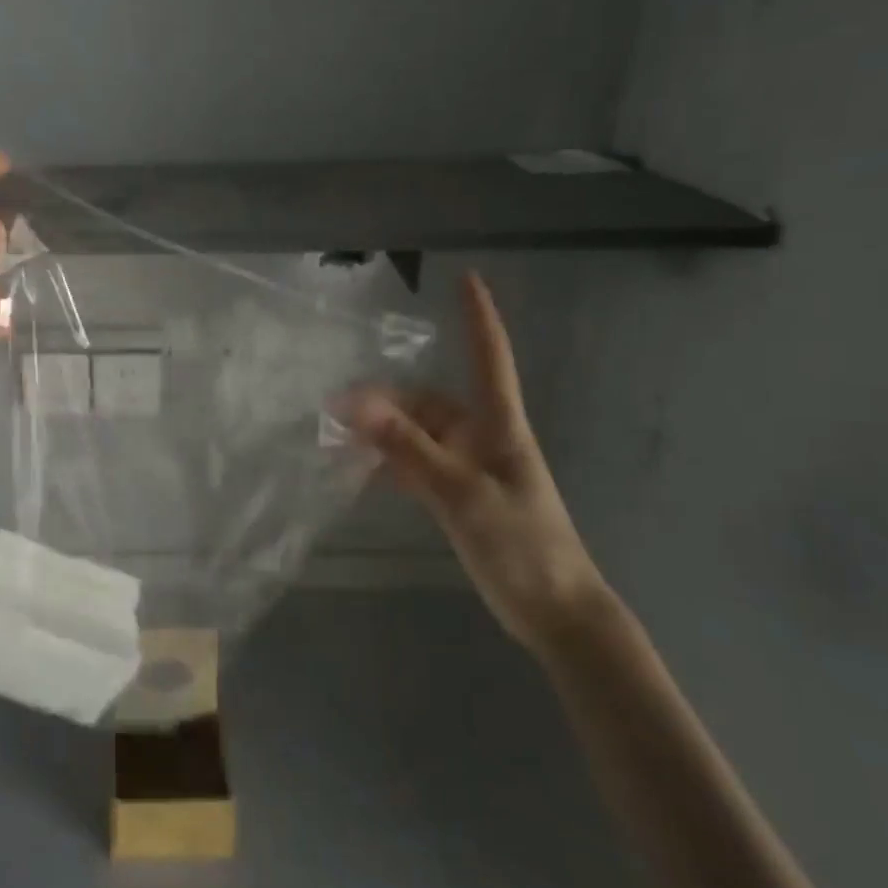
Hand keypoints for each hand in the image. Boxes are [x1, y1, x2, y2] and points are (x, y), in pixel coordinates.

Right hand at [346, 271, 609, 653]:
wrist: (553, 611)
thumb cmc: (522, 543)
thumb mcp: (460, 492)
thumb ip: (408, 449)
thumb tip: (358, 405)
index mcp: (497, 425)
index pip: (489, 357)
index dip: (478, 317)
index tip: (467, 277)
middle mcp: (480, 437)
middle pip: (427, 402)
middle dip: (382, 401)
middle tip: (334, 411)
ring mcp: (467, 467)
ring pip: (414, 435)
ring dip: (378, 434)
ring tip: (335, 440)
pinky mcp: (456, 494)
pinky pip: (413, 465)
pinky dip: (386, 463)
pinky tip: (358, 471)